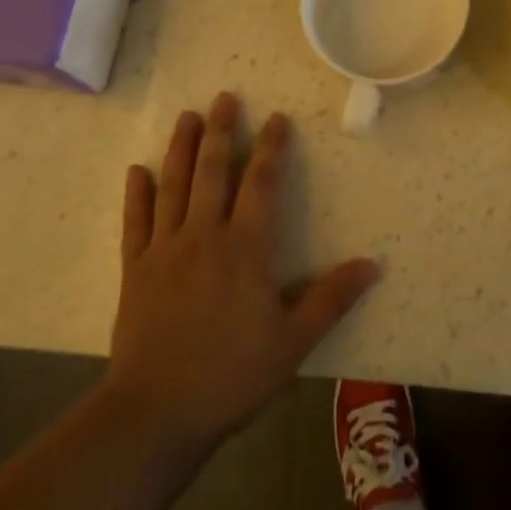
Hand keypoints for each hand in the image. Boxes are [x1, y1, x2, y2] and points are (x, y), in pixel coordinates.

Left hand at [107, 94, 380, 455]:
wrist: (157, 412)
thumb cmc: (232, 375)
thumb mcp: (294, 342)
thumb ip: (332, 298)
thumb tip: (374, 264)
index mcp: (245, 248)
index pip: (260, 184)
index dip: (271, 148)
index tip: (276, 119)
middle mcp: (204, 236)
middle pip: (212, 172)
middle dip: (220, 131)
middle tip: (224, 98)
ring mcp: (165, 250)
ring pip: (173, 186)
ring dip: (180, 148)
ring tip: (186, 116)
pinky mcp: (135, 270)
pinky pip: (135, 222)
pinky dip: (136, 194)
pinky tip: (137, 170)